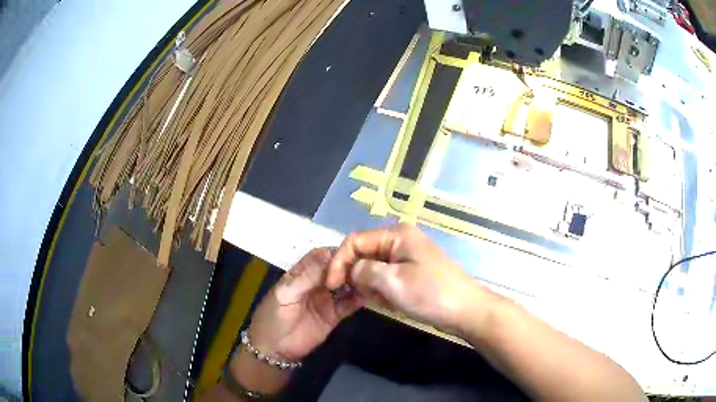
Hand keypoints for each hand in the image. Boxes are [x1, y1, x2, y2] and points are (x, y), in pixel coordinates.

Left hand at [248, 248, 362, 361]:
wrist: (274, 349)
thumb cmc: (273, 316)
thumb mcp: (286, 293)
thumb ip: (306, 276)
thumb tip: (328, 253)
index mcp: (302, 273)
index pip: (323, 256)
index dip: (337, 254)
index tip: (353, 254)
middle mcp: (317, 282)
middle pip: (338, 268)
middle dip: (352, 266)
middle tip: (368, 266)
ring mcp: (327, 298)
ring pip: (347, 285)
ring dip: (358, 281)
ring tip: (373, 278)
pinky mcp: (335, 315)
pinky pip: (350, 304)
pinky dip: (359, 299)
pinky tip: (370, 294)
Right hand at [327, 223, 481, 331]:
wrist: (465, 310)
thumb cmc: (431, 294)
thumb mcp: (393, 282)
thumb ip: (364, 271)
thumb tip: (351, 270)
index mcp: (396, 235)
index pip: (355, 241)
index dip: (339, 261)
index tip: (331, 285)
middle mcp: (399, 240)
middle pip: (363, 253)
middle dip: (356, 275)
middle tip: (355, 296)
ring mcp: (406, 257)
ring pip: (372, 268)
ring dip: (369, 286)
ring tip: (379, 301)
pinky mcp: (410, 272)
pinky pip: (385, 278)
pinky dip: (381, 290)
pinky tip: (388, 303)